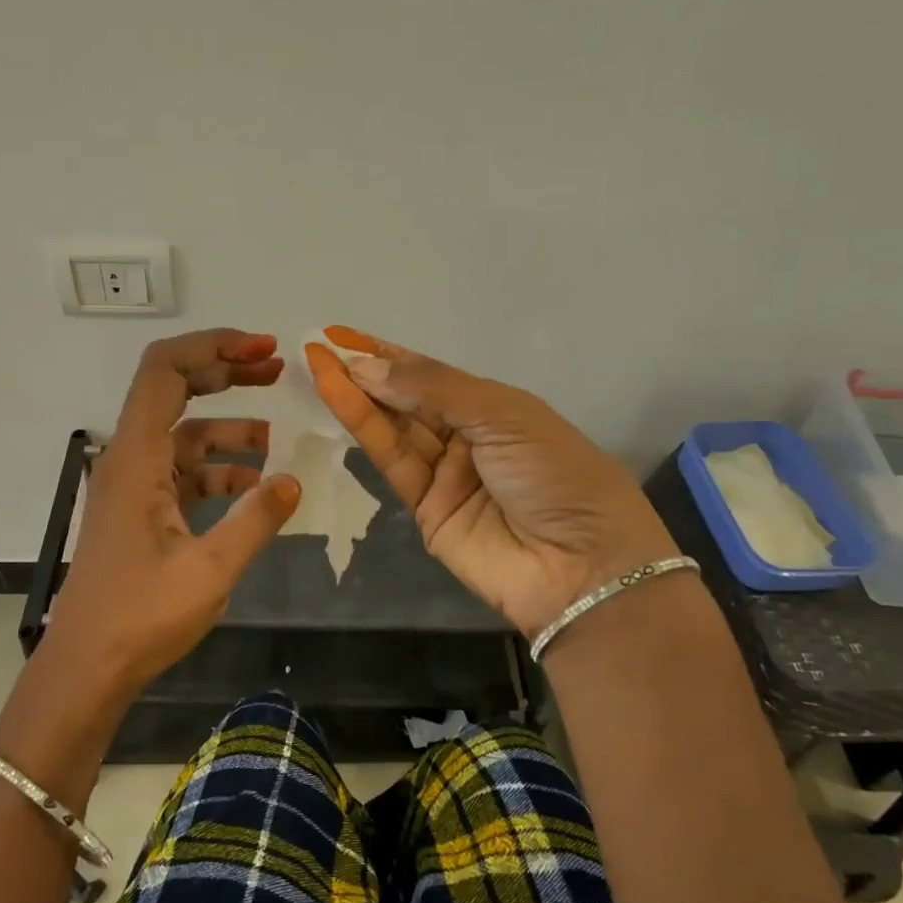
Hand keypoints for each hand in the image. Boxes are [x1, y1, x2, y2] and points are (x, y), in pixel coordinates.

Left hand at [47, 329, 302, 694]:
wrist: (86, 669)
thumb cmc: (140, 617)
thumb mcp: (210, 570)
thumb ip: (256, 520)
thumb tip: (294, 481)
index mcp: (137, 456)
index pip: (165, 370)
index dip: (214, 346)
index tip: (263, 350)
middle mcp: (130, 458)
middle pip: (175, 389)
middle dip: (226, 372)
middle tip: (277, 369)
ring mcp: (135, 484)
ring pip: (184, 434)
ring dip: (229, 428)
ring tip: (276, 437)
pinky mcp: (142, 510)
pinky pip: (184, 472)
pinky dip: (219, 470)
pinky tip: (254, 488)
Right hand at [306, 327, 679, 638]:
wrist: (583, 569)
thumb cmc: (556, 473)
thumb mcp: (503, 415)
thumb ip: (433, 389)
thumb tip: (367, 367)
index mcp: (496, 408)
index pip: (432, 374)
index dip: (388, 354)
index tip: (343, 334)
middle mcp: (467, 437)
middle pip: (408, 399)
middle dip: (366, 372)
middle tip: (321, 348)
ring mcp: (445, 476)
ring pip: (394, 428)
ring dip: (356, 397)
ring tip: (319, 365)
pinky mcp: (425, 511)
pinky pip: (392, 463)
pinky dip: (364, 431)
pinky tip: (339, 399)